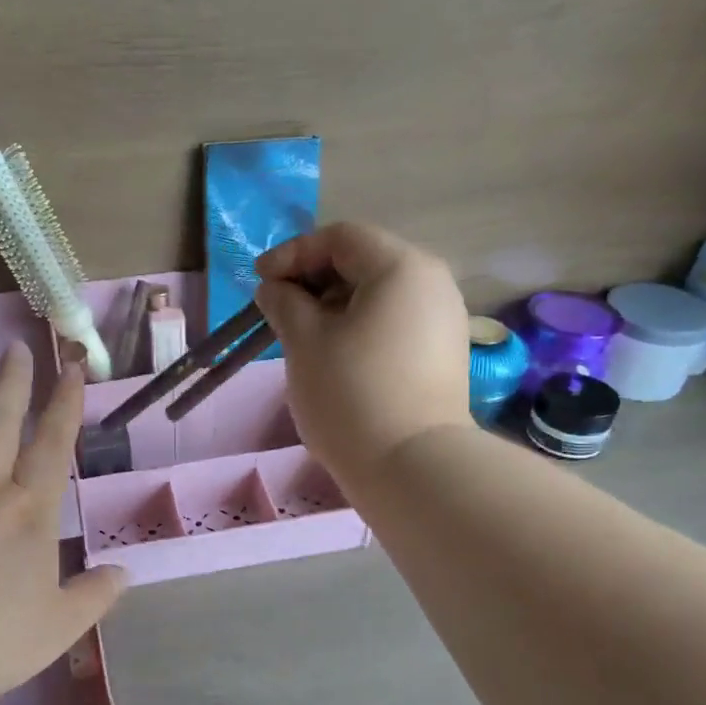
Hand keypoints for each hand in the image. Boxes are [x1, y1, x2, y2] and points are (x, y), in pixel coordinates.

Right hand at [255, 223, 470, 482]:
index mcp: (402, 267)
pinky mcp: (444, 357)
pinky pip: (395, 325)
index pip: (342, 238)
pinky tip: (337, 359)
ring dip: (336, 307)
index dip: (294, 253)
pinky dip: (361, 329)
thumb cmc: (350, 393)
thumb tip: (275, 288)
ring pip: (380, 297)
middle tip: (279, 310)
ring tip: (303, 337)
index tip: (260, 281)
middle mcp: (433, 284)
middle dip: (315, 281)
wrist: (411, 466)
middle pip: (365, 263)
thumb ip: (284, 302)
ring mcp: (445, 322)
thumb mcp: (304, 341)